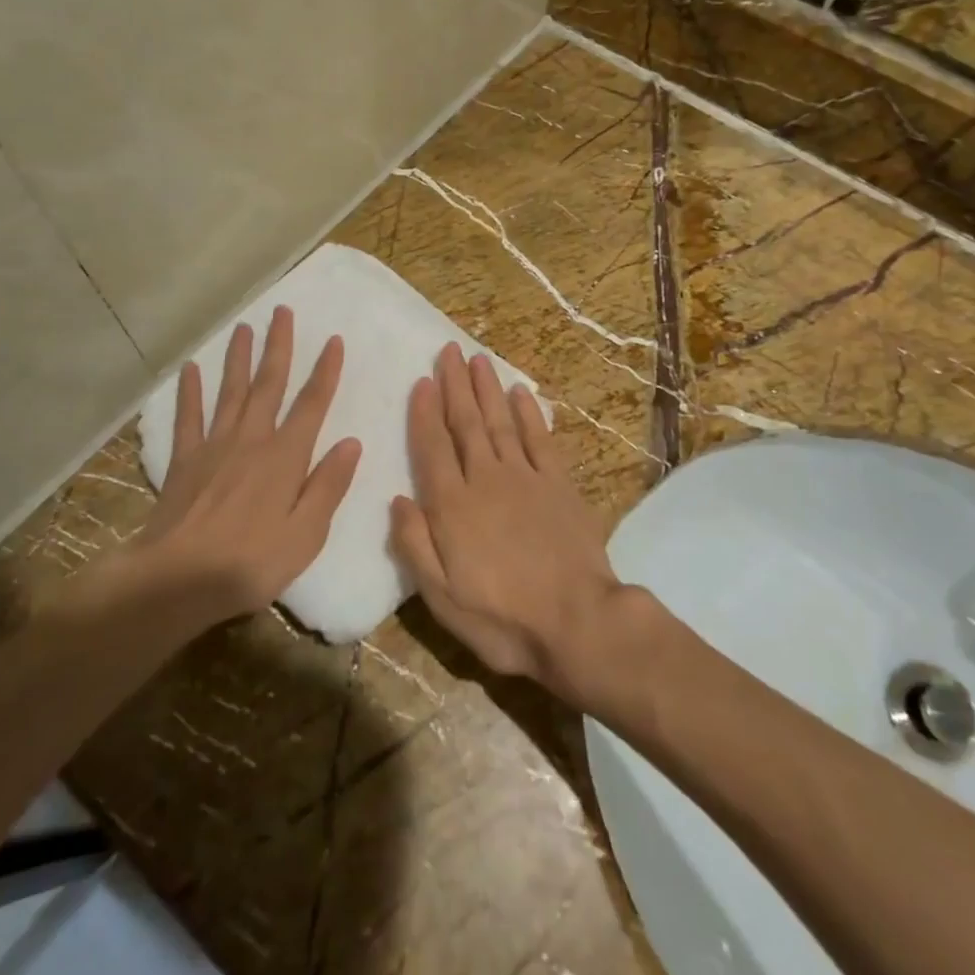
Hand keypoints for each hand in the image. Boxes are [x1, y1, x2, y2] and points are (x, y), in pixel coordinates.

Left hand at [124, 306, 360, 623]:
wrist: (178, 581)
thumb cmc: (251, 563)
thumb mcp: (306, 535)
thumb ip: (328, 486)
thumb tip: (351, 442)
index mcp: (285, 457)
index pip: (311, 405)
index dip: (325, 371)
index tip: (334, 340)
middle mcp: (251, 440)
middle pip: (268, 384)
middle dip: (279, 346)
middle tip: (283, 311)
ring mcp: (214, 447)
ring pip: (230, 391)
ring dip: (239, 357)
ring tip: (243, 327)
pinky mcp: (184, 461)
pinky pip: (188, 418)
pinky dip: (190, 392)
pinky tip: (191, 369)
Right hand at [390, 344, 628, 708]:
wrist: (577, 623)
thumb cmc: (502, 618)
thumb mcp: (442, 597)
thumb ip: (414, 545)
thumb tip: (397, 500)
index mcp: (453, 506)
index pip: (433, 448)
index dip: (425, 413)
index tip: (422, 381)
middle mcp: (486, 479)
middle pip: (466, 423)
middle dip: (455, 385)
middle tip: (449, 350)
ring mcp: (526, 477)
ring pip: (500, 422)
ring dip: (487, 389)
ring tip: (478, 359)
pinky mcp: (559, 484)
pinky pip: (540, 438)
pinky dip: (529, 413)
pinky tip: (520, 392)